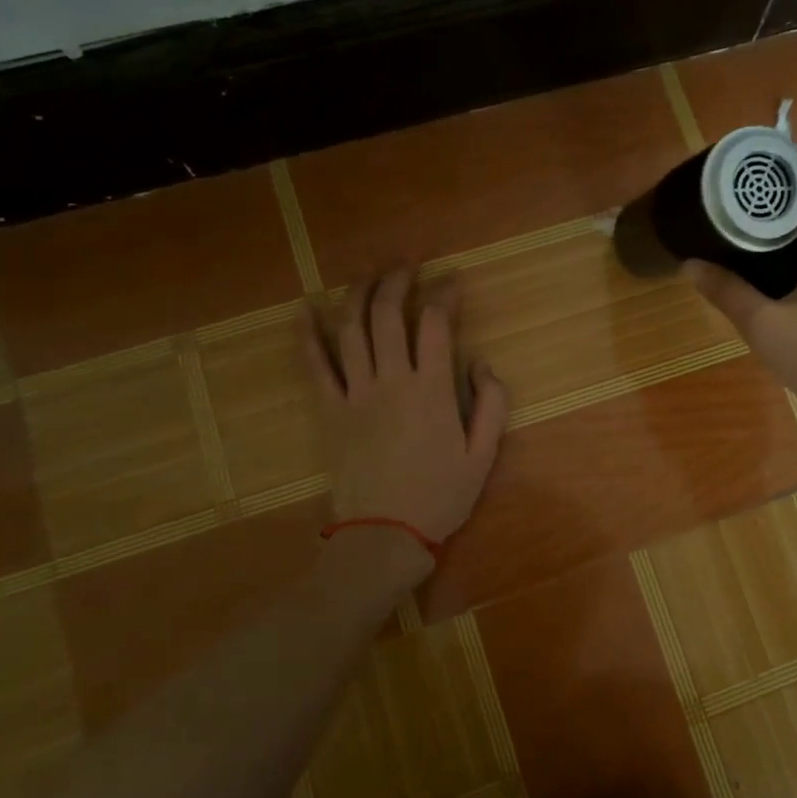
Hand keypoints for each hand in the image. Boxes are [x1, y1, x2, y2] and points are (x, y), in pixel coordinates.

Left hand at [306, 268, 509, 563]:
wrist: (385, 534)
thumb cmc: (440, 496)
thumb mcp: (484, 455)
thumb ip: (490, 404)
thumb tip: (481, 362)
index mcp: (432, 390)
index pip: (436, 324)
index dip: (444, 293)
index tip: (452, 278)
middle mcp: (391, 381)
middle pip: (389, 314)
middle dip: (398, 280)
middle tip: (407, 263)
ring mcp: (355, 393)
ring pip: (351, 329)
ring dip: (358, 293)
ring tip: (368, 272)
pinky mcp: (330, 410)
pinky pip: (315, 365)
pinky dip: (308, 335)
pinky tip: (306, 309)